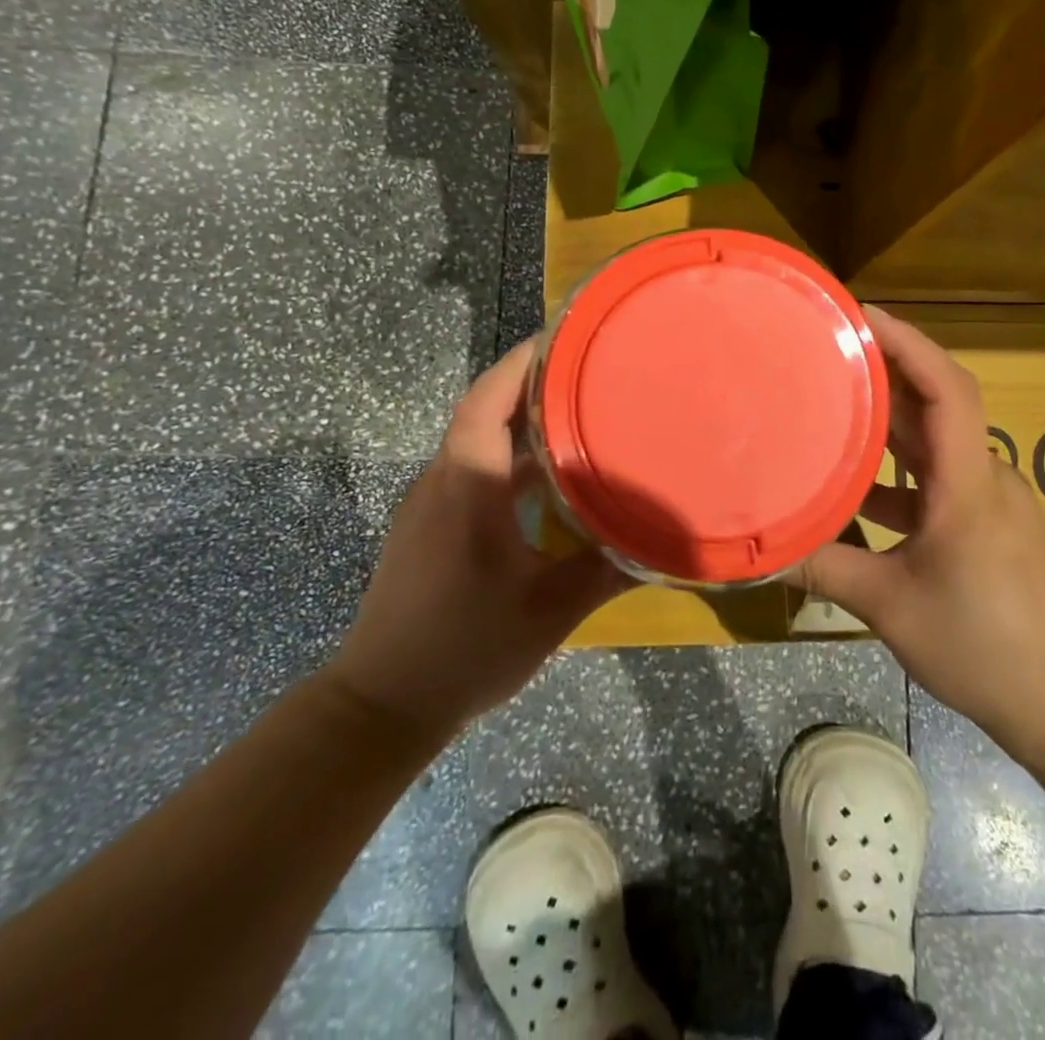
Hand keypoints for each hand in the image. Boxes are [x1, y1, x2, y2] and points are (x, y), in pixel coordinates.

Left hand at [327, 340, 630, 732]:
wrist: (382, 705)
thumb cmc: (466, 648)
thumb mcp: (551, 611)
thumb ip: (607, 571)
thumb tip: (662, 543)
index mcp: (468, 486)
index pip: (486, 401)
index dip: (520, 363)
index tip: (562, 339)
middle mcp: (442, 482)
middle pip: (482, 412)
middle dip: (531, 386)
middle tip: (587, 373)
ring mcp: (429, 505)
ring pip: (476, 443)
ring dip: (520, 424)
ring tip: (576, 417)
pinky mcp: (427, 528)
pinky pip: (470, 471)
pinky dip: (507, 458)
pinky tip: (545, 480)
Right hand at [792, 309, 1044, 754]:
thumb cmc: (984, 648)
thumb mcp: (890, 608)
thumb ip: (825, 569)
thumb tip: (761, 550)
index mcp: (968, 484)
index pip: (948, 389)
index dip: (909, 343)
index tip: (863, 315)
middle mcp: (984, 477)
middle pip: (937, 404)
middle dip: (886, 371)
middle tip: (828, 350)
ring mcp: (988, 501)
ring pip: (934, 443)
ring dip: (888, 422)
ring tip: (830, 403)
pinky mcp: (986, 524)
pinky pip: (936, 479)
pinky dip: (896, 473)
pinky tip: (853, 488)